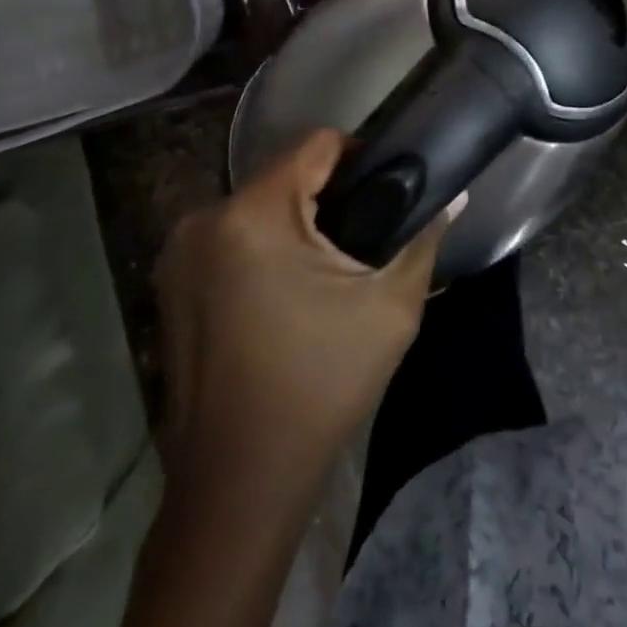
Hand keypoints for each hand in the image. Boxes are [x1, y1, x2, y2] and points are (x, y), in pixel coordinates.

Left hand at [152, 129, 442, 487]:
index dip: (359, 154)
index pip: (315, 145)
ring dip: (295, 223)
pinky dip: (264, 248)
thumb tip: (457, 196)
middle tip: (367, 233)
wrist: (240, 482)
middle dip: (328, 195)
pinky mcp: (169, 286)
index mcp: (253, 214)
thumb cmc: (321, 384)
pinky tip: (290, 293)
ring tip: (332, 266)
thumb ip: (423, 238)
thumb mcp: (390, 307)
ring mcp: (178, 255)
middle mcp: (204, 220)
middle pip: (283, 175)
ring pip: (256, 207)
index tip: (387, 187)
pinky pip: (230, 240)